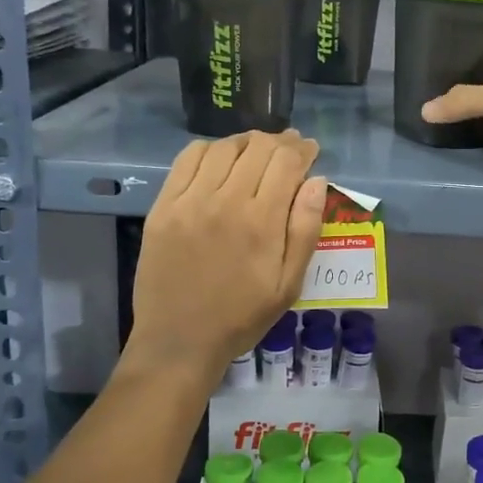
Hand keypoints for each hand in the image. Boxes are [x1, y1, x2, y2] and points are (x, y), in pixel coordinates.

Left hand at [127, 131, 327, 380]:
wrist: (179, 340)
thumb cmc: (241, 317)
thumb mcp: (289, 285)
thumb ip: (306, 230)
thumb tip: (318, 181)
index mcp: (262, 222)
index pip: (287, 162)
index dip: (303, 149)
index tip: (310, 149)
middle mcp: (226, 202)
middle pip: (258, 148)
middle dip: (280, 142)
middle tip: (289, 147)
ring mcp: (190, 201)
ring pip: (224, 148)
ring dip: (247, 142)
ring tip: (257, 149)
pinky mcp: (164, 206)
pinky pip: (188, 159)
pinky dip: (210, 149)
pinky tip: (220, 158)